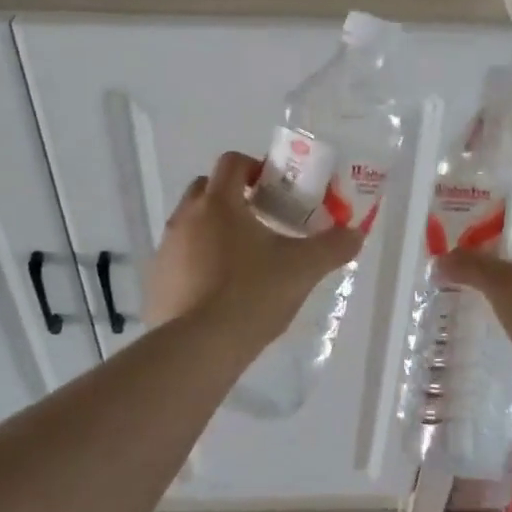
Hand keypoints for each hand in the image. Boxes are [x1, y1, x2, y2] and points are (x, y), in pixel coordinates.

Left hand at [145, 151, 362, 349]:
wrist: (198, 349)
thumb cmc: (252, 295)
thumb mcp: (302, 269)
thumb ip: (332, 247)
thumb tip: (356, 234)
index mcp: (219, 203)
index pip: (232, 162)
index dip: (255, 168)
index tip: (275, 188)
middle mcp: (186, 217)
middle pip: (206, 188)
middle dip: (232, 196)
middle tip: (261, 219)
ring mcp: (166, 249)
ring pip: (190, 223)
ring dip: (213, 229)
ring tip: (242, 258)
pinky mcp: (156, 281)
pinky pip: (178, 257)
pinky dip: (197, 261)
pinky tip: (218, 290)